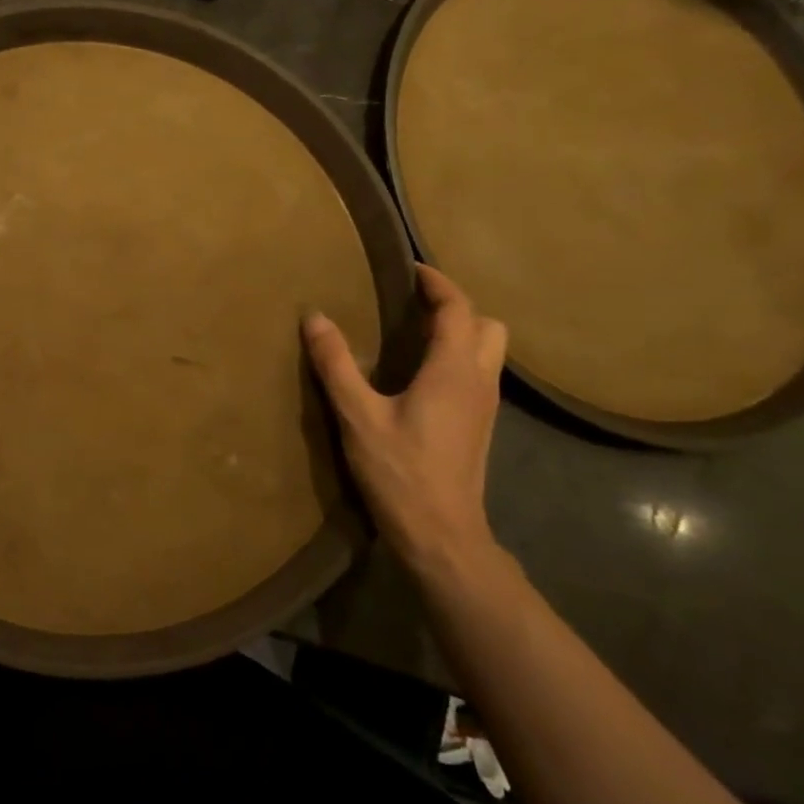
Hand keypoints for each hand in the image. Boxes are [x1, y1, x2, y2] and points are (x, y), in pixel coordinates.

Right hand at [304, 264, 507, 581]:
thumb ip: (336, 364)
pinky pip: (478, 373)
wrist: (442, 535)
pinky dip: (458, 356)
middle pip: (488, 325)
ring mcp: (485, 406)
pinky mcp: (480, 426)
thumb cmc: (400, 471)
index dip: (437, 282)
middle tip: (415, 303)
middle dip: (457, 306)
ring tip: (416, 332)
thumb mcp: (358, 416)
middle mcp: (478, 381)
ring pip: (489, 351)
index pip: (458, 309)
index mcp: (452, 371)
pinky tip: (421, 373)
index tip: (409, 268)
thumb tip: (315, 318)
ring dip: (462, 331)